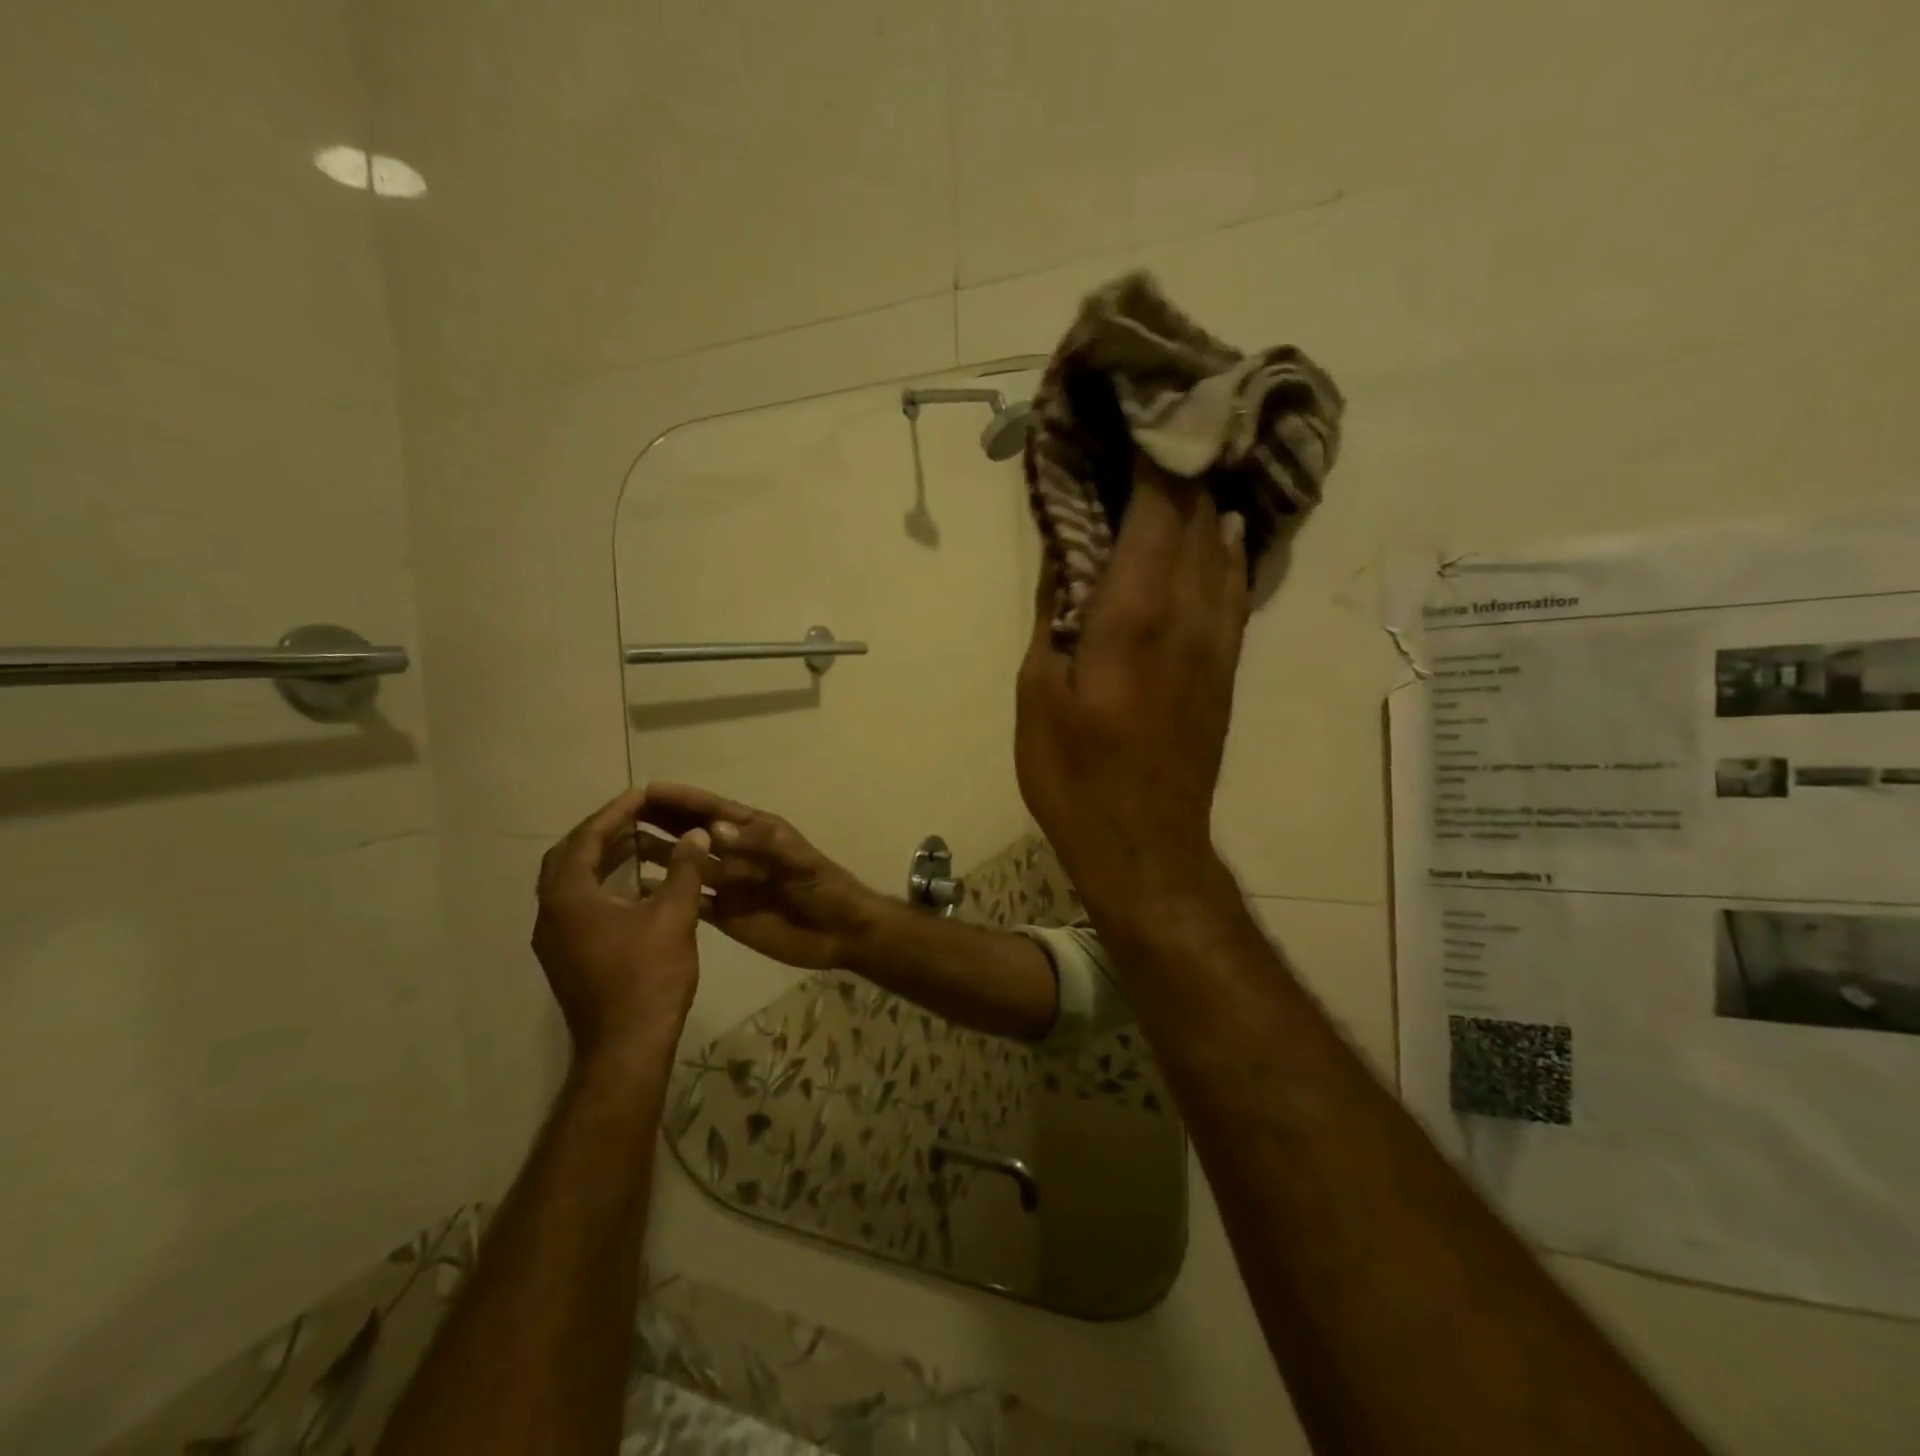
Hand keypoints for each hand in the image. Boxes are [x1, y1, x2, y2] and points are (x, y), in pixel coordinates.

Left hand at [532, 787, 707, 1063]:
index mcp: (569, 898)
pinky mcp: (568, 957)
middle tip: (636, 815)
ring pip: (571, 883)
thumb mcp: (674, 915)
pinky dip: (603, 884)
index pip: (586, 839)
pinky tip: (638, 886)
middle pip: (568, 857)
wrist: (627, 1047)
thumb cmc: (649, 977)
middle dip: (601, 832)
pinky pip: (579, 904)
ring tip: (640, 842)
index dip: (615, 812)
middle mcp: (551, 914)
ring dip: (601, 858)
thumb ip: (685, 869)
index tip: (642, 794)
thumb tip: (696, 834)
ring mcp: (555, 940)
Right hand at [641, 782, 881, 971]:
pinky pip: (691, 900)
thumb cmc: (825, 888)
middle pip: (694, 833)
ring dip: (659, 854)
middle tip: (621, 813)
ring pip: (687, 865)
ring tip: (620, 847)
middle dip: (662, 820)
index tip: (648, 789)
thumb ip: (761, 845)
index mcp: (756, 833)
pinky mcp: (726, 914)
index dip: (683, 799)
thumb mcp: (799, 861)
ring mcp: (730, 884)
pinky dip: (668, 893)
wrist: (840, 932)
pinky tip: (638, 890)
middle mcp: (737, 854)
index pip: (714, 810)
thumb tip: (714, 829)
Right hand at [1016, 459, 1250, 927]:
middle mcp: (1188, 615)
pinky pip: (1235, 590)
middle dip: (1182, 466)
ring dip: (1208, 502)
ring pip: (1225, 549)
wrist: (1146, 845)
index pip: (1157, 510)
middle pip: (1197, 519)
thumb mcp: (1039, 694)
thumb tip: (1065, 554)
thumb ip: (1053, 616)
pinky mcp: (1227, 668)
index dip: (1154, 456)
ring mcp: (1217, 642)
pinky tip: (1221, 532)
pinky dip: (1227, 550)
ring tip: (1191, 464)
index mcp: (1134, 616)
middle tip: (1163, 424)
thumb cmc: (1076, 775)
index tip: (1144, 409)